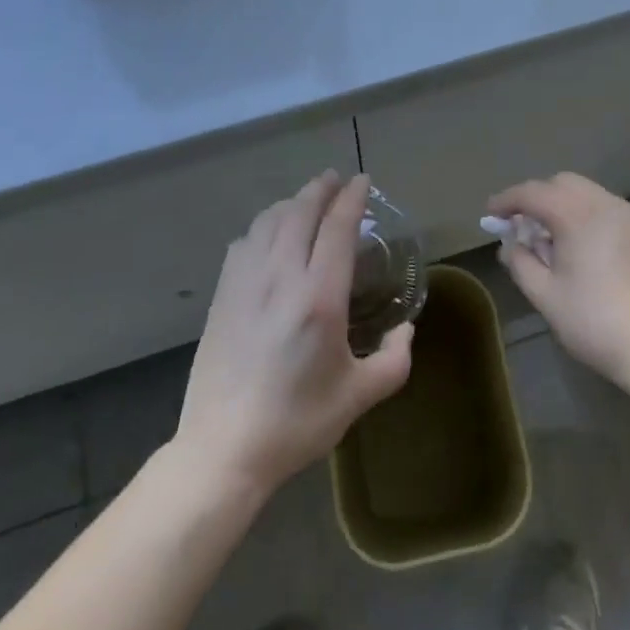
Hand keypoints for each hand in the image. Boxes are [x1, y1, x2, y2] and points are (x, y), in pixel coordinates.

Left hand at [176, 172, 413, 497]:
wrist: (223, 449)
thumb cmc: (296, 423)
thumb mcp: (357, 397)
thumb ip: (393, 361)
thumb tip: (406, 331)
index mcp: (319, 296)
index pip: (337, 227)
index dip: (351, 198)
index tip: (362, 181)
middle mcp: (281, 276)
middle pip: (300, 211)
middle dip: (321, 188)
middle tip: (335, 179)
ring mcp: (246, 282)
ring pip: (269, 221)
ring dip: (292, 203)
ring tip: (306, 201)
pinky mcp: (223, 295)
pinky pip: (245, 242)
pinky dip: (263, 226)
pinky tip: (269, 235)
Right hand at [488, 173, 629, 391]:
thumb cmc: (597, 324)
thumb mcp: (547, 298)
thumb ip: (521, 264)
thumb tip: (510, 245)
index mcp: (577, 215)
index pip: (532, 193)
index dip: (507, 200)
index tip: (490, 214)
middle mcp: (604, 204)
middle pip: (561, 183)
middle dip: (536, 197)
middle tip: (521, 226)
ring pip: (587, 192)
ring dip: (562, 204)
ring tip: (551, 238)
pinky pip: (607, 208)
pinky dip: (586, 214)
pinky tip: (583, 247)